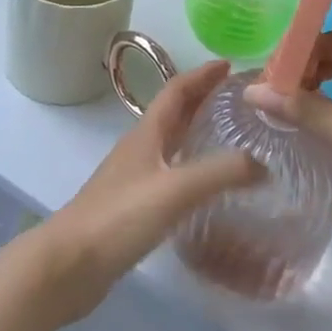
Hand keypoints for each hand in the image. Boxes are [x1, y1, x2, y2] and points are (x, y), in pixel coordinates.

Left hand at [36, 60, 264, 321]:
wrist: (68, 265)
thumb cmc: (119, 217)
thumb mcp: (175, 190)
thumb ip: (220, 173)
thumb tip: (263, 163)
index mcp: (147, 133)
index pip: (177, 90)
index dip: (202, 75)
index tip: (229, 65)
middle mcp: (141, 148)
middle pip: (175, 112)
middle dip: (203, 98)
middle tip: (238, 97)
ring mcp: (135, 177)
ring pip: (172, 142)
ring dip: (197, 130)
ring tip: (230, 135)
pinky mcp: (134, 206)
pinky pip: (170, 173)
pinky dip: (191, 167)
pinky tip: (206, 186)